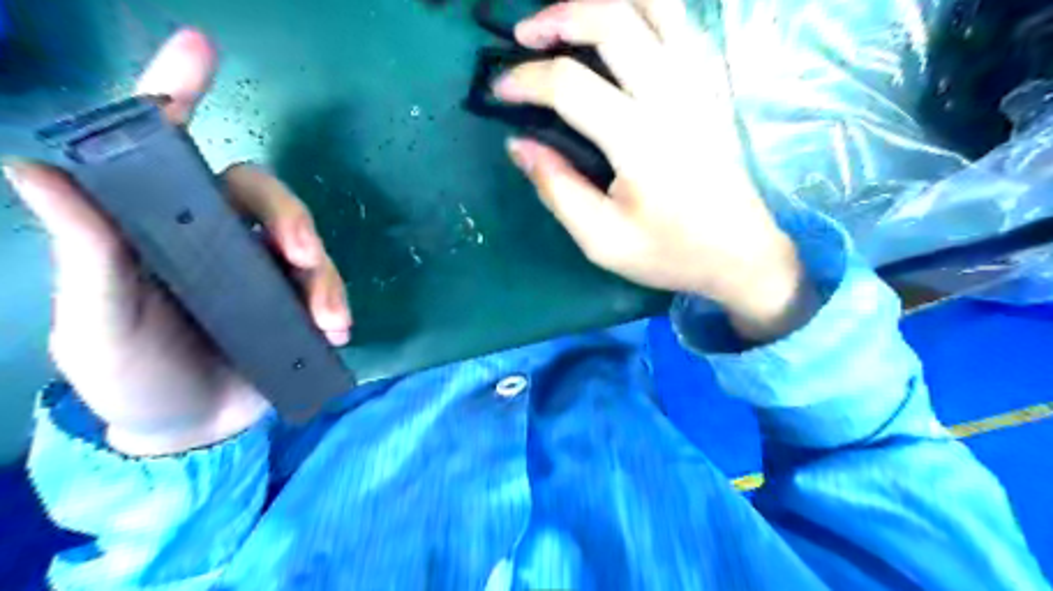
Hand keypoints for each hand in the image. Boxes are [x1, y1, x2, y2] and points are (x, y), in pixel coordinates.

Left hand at [2, 29, 351, 456]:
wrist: (193, 430)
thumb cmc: (132, 377)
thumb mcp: (98, 325)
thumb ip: (86, 259)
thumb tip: (34, 168)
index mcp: (158, 230)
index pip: (165, 151)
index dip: (178, 94)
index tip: (202, 48)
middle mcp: (215, 237)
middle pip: (264, 195)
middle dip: (291, 216)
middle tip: (302, 255)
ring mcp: (262, 268)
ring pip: (306, 241)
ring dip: (324, 273)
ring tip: (328, 318)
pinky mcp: (295, 299)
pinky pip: (325, 284)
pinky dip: (335, 300)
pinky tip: (336, 329)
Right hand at [499, 1, 816, 341]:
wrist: (741, 255)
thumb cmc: (669, 253)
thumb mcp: (601, 240)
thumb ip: (557, 188)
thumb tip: (518, 145)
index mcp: (639, 139)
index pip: (569, 84)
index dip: (525, 80)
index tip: (499, 91)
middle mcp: (672, 96)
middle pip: (612, 19)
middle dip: (558, 16)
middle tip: (525, 36)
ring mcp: (700, 83)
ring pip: (656, 5)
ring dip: (605, 1)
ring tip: (570, 19)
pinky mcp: (713, 85)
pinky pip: (681, 22)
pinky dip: (645, 10)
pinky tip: (621, 26)